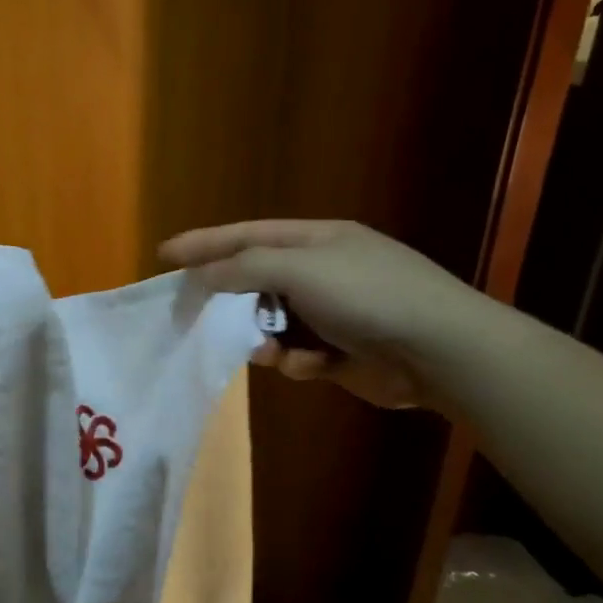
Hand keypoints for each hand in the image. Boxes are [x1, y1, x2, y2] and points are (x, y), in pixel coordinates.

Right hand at [160, 220, 476, 408]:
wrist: (438, 350)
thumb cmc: (367, 295)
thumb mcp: (301, 268)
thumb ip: (244, 267)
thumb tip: (202, 275)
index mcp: (315, 240)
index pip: (246, 235)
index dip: (203, 243)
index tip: (164, 255)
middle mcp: (321, 271)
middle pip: (256, 280)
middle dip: (230, 299)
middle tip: (195, 314)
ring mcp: (333, 313)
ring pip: (272, 322)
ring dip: (262, 337)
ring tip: (262, 350)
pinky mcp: (340, 352)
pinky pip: (297, 353)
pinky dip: (295, 361)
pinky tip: (306, 367)